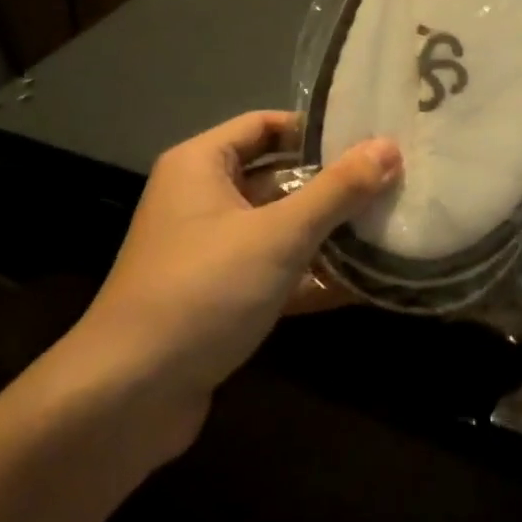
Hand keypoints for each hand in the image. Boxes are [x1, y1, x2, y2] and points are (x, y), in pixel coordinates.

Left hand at [71, 111, 400, 436]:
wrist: (128, 396)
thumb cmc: (203, 290)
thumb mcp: (278, 235)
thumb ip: (337, 191)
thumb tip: (390, 148)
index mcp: (201, 165)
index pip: (265, 126)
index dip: (316, 130)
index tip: (370, 137)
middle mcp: (201, 200)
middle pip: (277, 177)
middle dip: (331, 185)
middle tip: (392, 182)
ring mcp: (210, 252)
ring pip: (279, 228)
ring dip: (327, 233)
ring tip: (389, 227)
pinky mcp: (219, 298)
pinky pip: (274, 273)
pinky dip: (311, 277)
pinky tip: (364, 285)